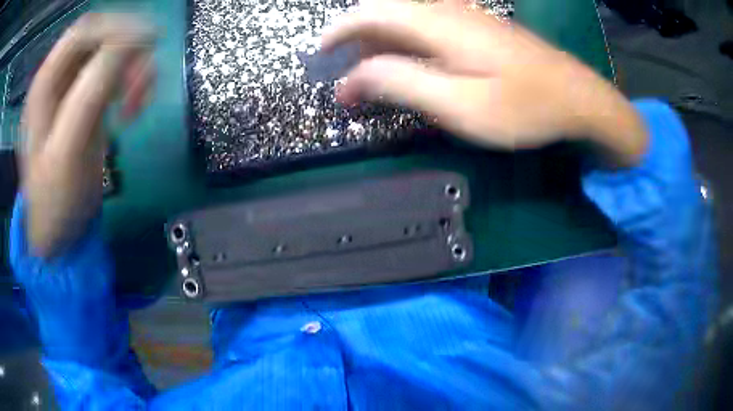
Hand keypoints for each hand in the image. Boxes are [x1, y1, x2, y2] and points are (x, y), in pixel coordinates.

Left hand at [21, 13, 154, 256]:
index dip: (117, 27)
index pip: (84, 30)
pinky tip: (132, 107)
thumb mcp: (68, 148)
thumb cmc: (56, 199)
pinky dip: (130, 83)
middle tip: (144, 80)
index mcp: (45, 83)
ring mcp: (71, 89)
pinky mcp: (84, 102)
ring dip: (132, 68)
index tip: (149, 44)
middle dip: (128, 50)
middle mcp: (57, 77)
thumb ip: (93, 91)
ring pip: (110, 53)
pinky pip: (113, 75)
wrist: (58, 231)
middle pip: (99, 37)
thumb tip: (132, 43)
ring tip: (139, 100)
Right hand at [322, 0, 647, 165]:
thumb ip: (403, 84)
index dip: (338, 30)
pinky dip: (405, 41)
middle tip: (345, 72)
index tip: (320, 53)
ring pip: (405, 16)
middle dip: (355, 36)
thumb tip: (354, 76)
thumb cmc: (524, 108)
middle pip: (385, 9)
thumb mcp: (460, 106)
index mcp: (438, 26)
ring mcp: (465, 16)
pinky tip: (410, 61)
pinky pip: (427, 23)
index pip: (371, 13)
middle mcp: (447, 11)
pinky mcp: (478, 27)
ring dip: (380, 40)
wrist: (577, 97)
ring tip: (371, 73)